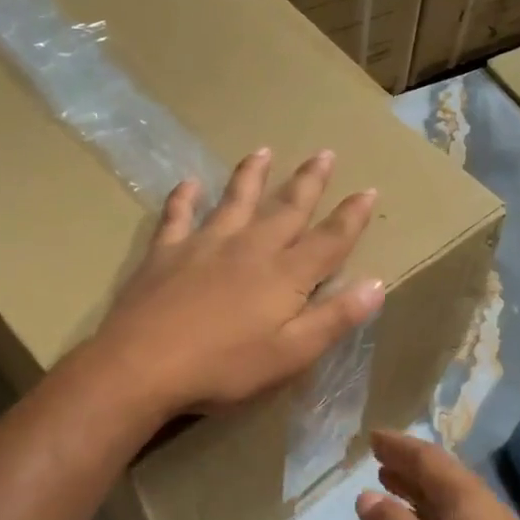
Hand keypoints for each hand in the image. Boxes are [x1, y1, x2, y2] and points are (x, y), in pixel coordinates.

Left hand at [92, 148, 382, 416]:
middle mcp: (250, 248)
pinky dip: (185, 197)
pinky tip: (189, 183)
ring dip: (252, 176)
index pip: (329, 240)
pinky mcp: (166, 252)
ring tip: (263, 152)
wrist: (142, 365)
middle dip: (309, 182)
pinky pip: (178, 215)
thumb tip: (377, 283)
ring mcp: (205, 245)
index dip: (352, 217)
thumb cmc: (224, 367)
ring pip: (235, 201)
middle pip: (286, 208)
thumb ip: (334, 318)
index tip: (369, 190)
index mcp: (285, 275)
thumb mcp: (291, 354)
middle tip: (325, 153)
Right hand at [356, 430, 519, 519]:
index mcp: (472, 502)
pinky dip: (425, 514)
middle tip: (375, 455)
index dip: (401, 447)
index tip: (373, 436)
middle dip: (408, 464)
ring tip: (385, 480)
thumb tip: (366, 495)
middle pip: (441, 476)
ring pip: (446, 500)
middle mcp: (483, 510)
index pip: (431, 460)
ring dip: (415, 488)